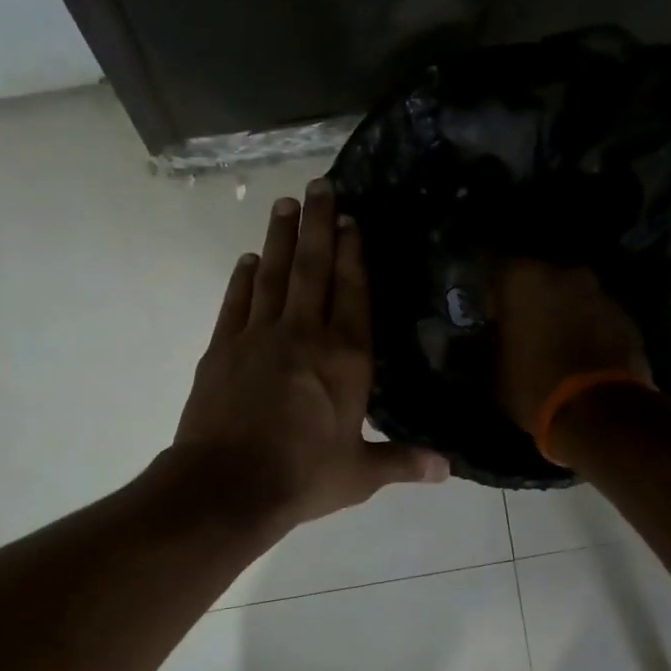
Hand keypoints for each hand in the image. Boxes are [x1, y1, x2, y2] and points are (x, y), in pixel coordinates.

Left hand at [173, 179, 447, 531]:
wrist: (227, 486)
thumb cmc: (301, 478)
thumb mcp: (359, 475)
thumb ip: (402, 462)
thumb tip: (448, 468)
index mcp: (345, 360)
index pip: (353, 294)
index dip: (353, 255)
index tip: (352, 220)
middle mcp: (304, 336)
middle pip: (313, 269)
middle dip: (319, 224)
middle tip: (320, 185)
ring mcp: (258, 337)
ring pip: (274, 275)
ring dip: (281, 238)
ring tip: (285, 204)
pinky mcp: (222, 348)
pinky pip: (236, 302)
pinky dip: (243, 278)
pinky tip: (249, 260)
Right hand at [492, 260, 651, 435]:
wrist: (599, 413)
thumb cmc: (533, 386)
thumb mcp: (494, 370)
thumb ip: (492, 343)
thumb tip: (492, 340)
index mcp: (524, 278)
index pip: (497, 269)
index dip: (490, 292)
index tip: (487, 314)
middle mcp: (565, 273)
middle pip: (540, 278)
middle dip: (531, 299)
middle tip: (520, 326)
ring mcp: (601, 293)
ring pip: (572, 296)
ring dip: (562, 313)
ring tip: (552, 343)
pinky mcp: (627, 318)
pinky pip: (596, 317)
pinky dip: (587, 329)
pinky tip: (578, 355)